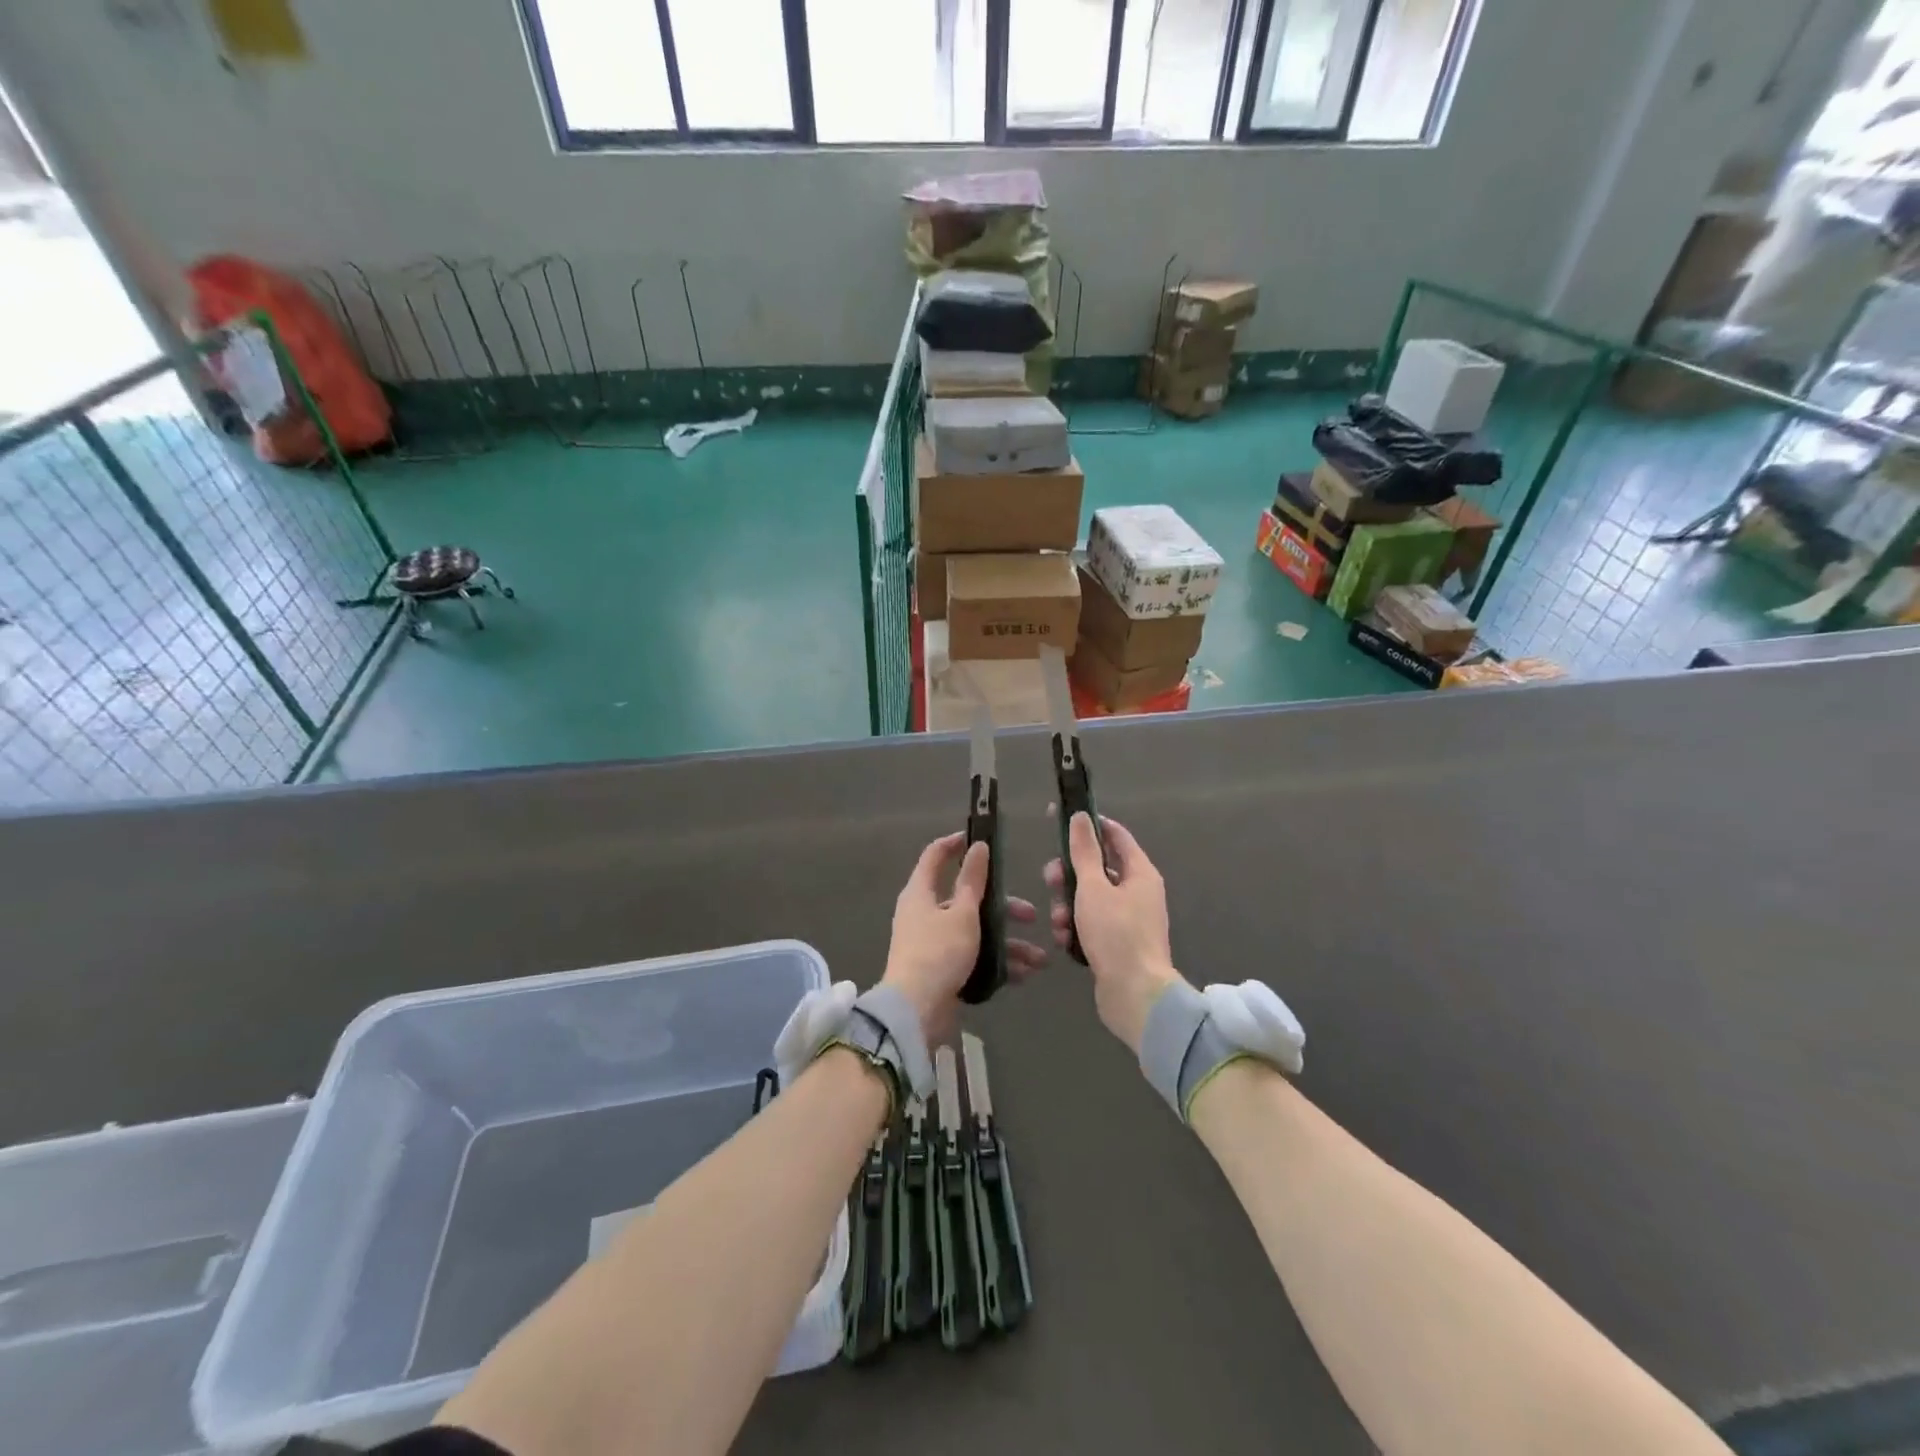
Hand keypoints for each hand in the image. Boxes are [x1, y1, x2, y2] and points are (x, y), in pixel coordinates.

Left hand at [882, 832, 1045, 1043]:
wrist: (915, 1012)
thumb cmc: (939, 952)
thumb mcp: (962, 913)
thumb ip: (973, 881)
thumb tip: (978, 847)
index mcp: (921, 892)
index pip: (935, 856)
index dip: (957, 844)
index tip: (983, 840)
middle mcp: (925, 913)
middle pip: (966, 899)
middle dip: (1003, 907)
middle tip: (1031, 915)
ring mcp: (933, 942)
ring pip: (975, 932)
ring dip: (1008, 943)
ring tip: (1039, 959)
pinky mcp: (942, 968)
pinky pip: (973, 957)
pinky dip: (996, 963)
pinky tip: (1023, 975)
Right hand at [1044, 813, 1185, 1054]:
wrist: (1135, 995)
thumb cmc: (1116, 934)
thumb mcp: (1093, 888)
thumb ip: (1084, 851)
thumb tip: (1080, 816)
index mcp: (1140, 873)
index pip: (1115, 835)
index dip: (1088, 825)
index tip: (1060, 820)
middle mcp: (1137, 892)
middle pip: (1097, 869)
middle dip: (1069, 875)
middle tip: (1050, 881)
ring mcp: (1129, 919)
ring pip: (1089, 898)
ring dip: (1068, 906)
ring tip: (1058, 922)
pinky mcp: (1118, 943)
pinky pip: (1092, 924)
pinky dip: (1076, 928)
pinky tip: (1064, 940)